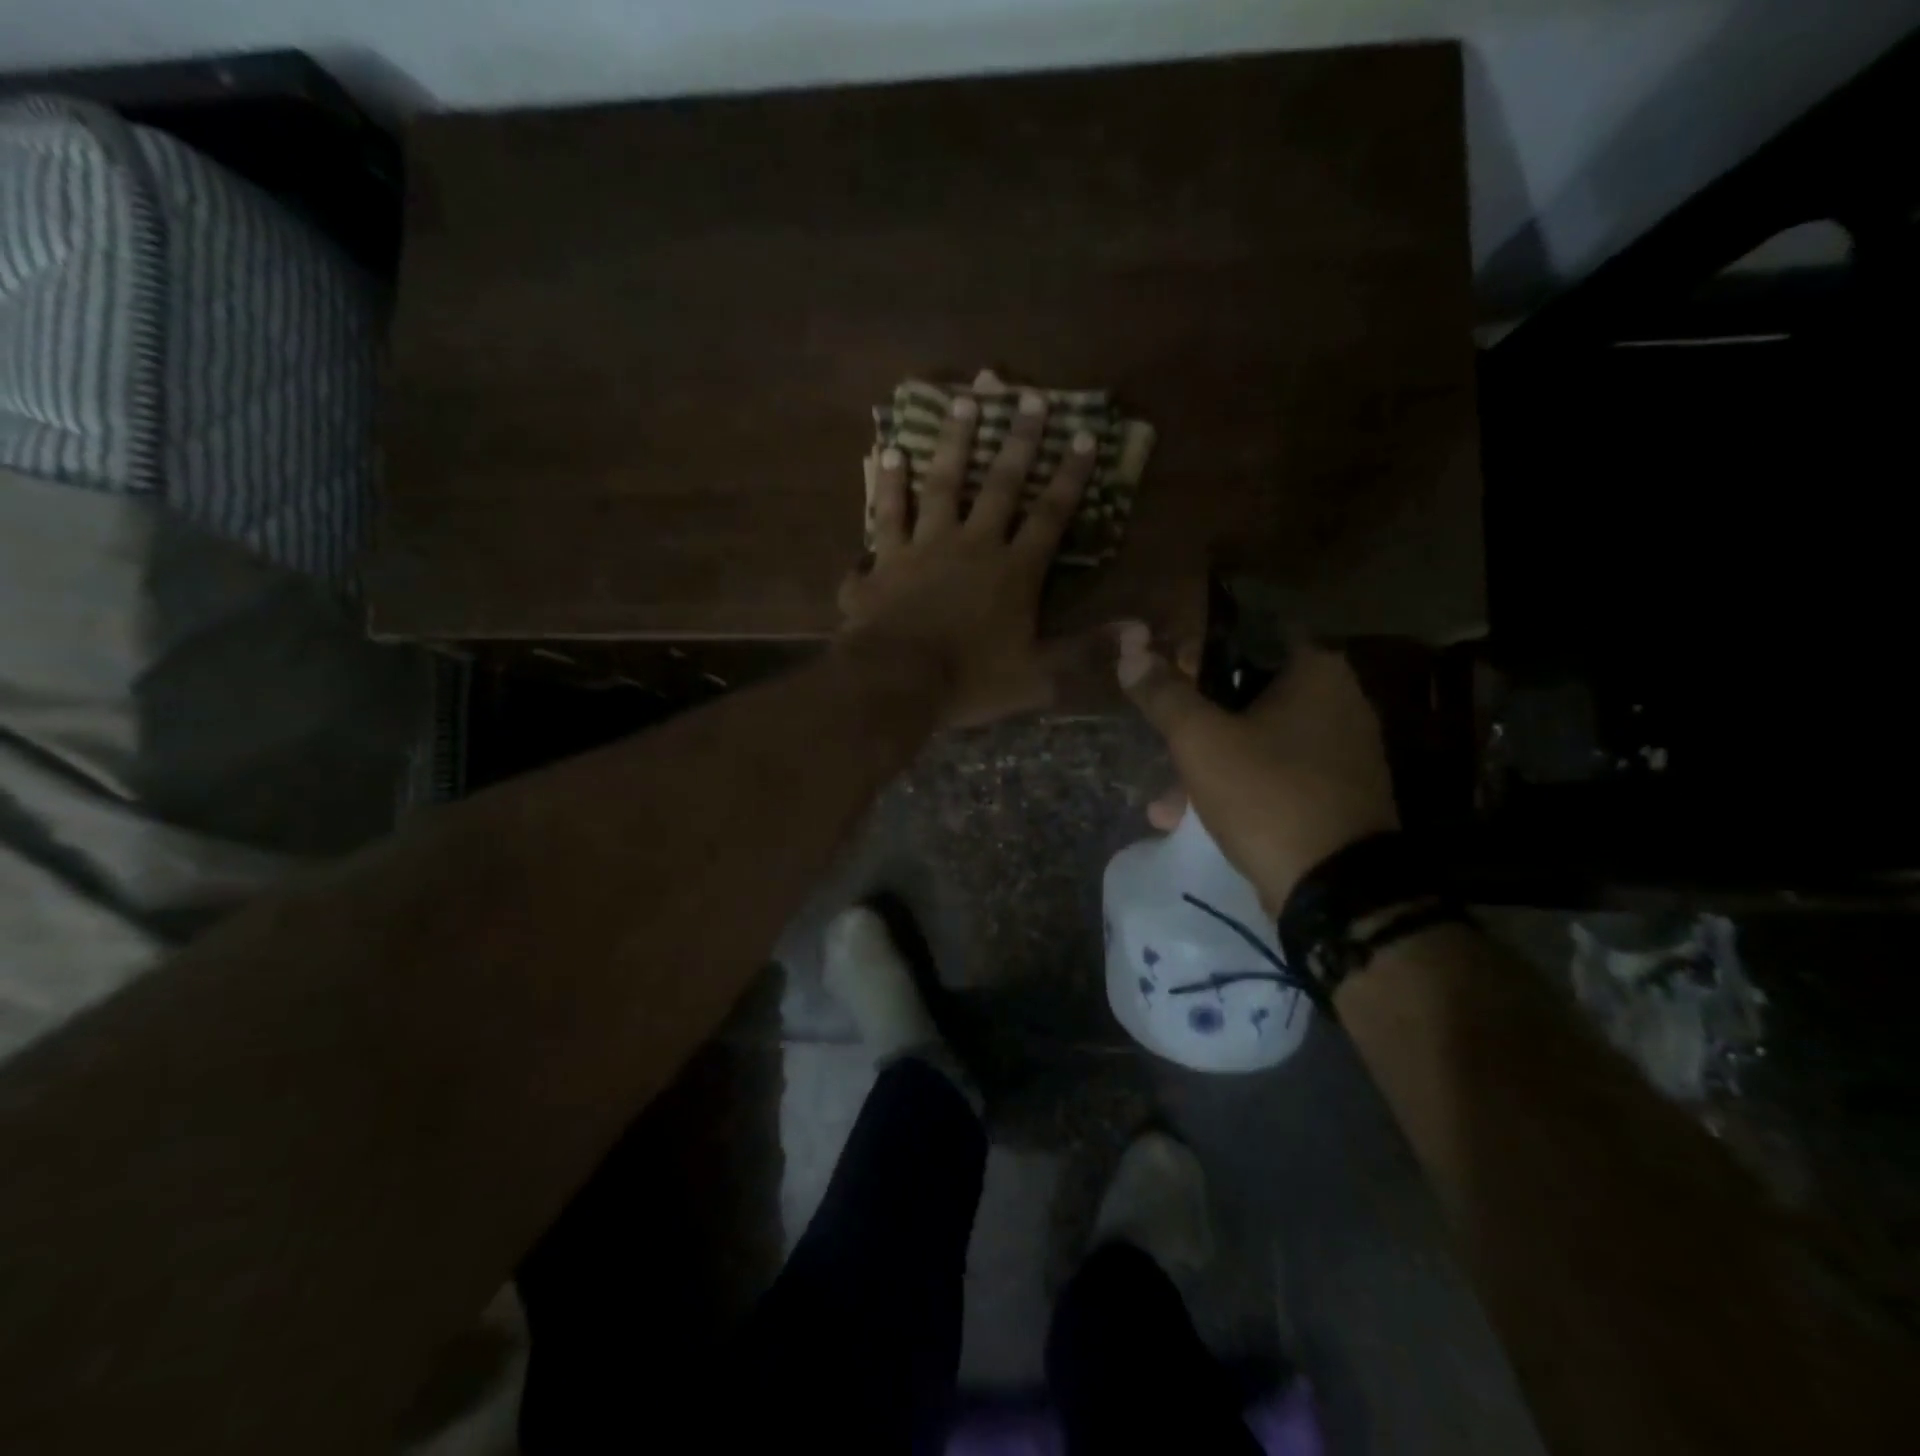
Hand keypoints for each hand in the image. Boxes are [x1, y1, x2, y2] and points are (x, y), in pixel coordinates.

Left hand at [838, 390, 1095, 726]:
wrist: (896, 682)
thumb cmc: (970, 681)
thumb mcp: (1038, 676)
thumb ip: (1086, 651)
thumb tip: (1142, 634)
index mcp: (1013, 571)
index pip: (1050, 515)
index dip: (1070, 476)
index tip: (1084, 435)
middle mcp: (970, 545)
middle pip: (999, 485)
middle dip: (1019, 441)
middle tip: (1029, 397)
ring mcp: (922, 547)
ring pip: (940, 484)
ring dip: (952, 443)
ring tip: (961, 403)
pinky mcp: (882, 561)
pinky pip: (884, 515)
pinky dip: (886, 486)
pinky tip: (886, 454)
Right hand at [1116, 624, 1398, 911]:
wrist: (1335, 888)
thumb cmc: (1266, 794)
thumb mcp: (1200, 740)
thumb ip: (1163, 693)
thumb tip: (1130, 650)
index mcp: (1315, 670)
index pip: (1247, 635)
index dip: (1199, 650)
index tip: (1164, 673)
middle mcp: (1338, 700)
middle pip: (1248, 691)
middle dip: (1196, 719)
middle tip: (1161, 735)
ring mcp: (1341, 751)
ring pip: (1257, 739)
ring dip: (1208, 762)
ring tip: (1165, 802)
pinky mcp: (1335, 794)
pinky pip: (1274, 774)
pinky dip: (1236, 787)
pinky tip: (1191, 819)